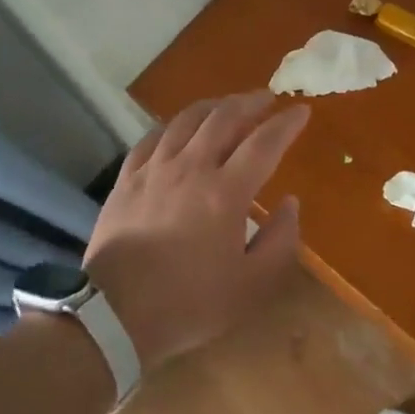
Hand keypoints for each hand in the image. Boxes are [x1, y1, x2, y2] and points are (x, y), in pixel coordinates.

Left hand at [84, 91, 309, 369]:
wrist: (113, 314)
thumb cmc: (189, 303)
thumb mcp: (251, 286)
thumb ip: (280, 241)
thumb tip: (290, 203)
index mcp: (226, 192)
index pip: (264, 143)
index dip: (286, 123)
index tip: (301, 110)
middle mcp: (191, 168)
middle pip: (224, 117)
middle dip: (250, 101)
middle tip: (266, 98)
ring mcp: (155, 169)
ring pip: (187, 119)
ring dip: (214, 106)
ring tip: (227, 105)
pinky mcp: (127, 178)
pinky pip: (153, 137)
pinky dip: (174, 125)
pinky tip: (180, 128)